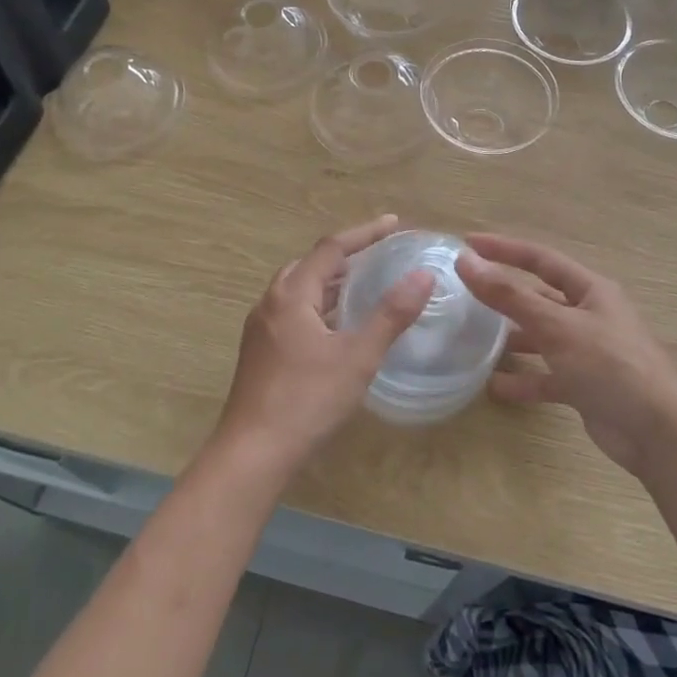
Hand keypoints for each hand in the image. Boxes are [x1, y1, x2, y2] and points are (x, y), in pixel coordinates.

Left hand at [215, 215, 434, 474]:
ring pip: (299, 291)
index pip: (331, 248)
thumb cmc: (307, 399)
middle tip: (378, 255)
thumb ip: (391, 314)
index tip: (393, 223)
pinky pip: (293, 313)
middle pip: (310, 265)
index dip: (364, 233)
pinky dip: (319, 307)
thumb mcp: (358, 356)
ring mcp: (261, 329)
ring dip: (330, 282)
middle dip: (345, 256)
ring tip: (363, 286)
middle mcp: (270, 304)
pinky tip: (337, 328)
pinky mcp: (260, 353)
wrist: (253, 453)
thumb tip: (424, 276)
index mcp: (291, 295)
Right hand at [455, 234, 676, 479]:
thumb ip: (510, 296)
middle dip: (506, 295)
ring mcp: (589, 351)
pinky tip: (495, 386)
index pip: (541, 258)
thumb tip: (466, 261)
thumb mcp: (557, 326)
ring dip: (512, 338)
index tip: (468, 243)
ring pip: (542, 336)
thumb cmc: (610, 366)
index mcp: (591, 290)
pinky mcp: (585, 385)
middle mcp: (590, 315)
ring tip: (474, 339)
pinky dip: (524, 379)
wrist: (657, 433)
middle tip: (466, 293)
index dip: (504, 249)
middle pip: (540, 297)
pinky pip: (547, 375)